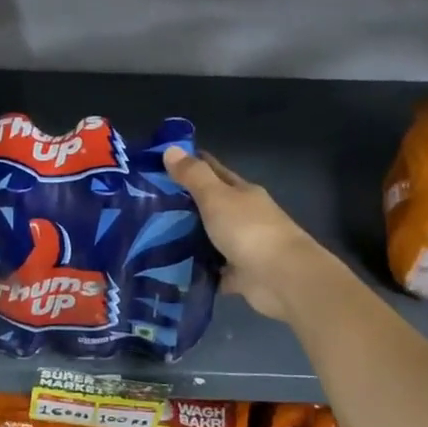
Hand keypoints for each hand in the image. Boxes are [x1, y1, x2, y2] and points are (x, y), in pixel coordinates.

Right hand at [165, 148, 336, 324]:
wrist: (282, 278)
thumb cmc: (248, 230)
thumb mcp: (216, 197)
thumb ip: (193, 176)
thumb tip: (170, 148)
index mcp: (241, 193)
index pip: (214, 171)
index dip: (191, 165)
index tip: (162, 163)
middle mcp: (243, 217)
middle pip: (210, 206)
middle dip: (183, 204)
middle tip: (145, 204)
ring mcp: (242, 246)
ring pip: (209, 238)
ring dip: (187, 239)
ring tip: (151, 237)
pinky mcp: (239, 275)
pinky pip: (213, 270)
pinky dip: (197, 270)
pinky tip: (172, 269)